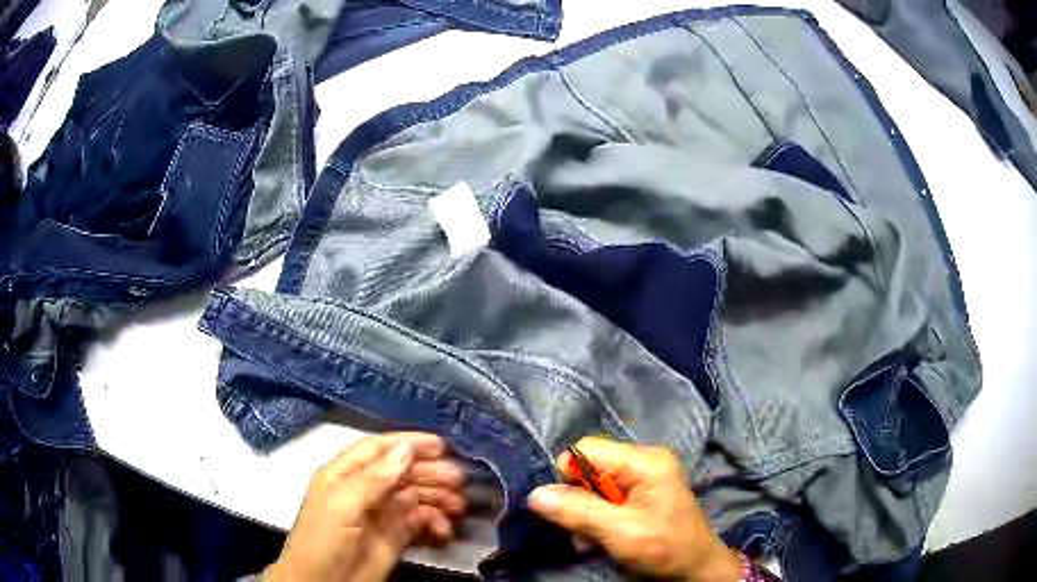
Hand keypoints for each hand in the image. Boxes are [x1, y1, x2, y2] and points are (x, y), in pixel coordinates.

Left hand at [265, 433, 466, 581]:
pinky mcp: (396, 536)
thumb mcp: (342, 504)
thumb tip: (406, 448)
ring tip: (458, 505)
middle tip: (458, 479)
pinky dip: (435, 522)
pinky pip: (420, 521)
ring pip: (415, 495)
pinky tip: (443, 529)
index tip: (441, 444)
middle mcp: (365, 489)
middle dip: (430, 472)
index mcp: (345, 474)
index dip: (408, 443)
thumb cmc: (325, 539)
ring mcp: (382, 513)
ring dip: (438, 496)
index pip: (378, 449)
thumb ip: (374, 478)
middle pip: (402, 472)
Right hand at [527, 437, 741, 581]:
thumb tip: (535, 494)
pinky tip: (603, 538)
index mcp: (645, 461)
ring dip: (586, 515)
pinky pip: (606, 498)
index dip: (569, 476)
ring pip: (593, 486)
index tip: (566, 508)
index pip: (587, 449)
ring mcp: (645, 478)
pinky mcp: (643, 494)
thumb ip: (578, 511)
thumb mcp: (619, 532)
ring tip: (593, 541)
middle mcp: (644, 461)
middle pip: (589, 468)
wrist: (696, 570)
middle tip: (582, 533)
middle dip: (578, 501)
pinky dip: (598, 519)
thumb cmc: (664, 548)